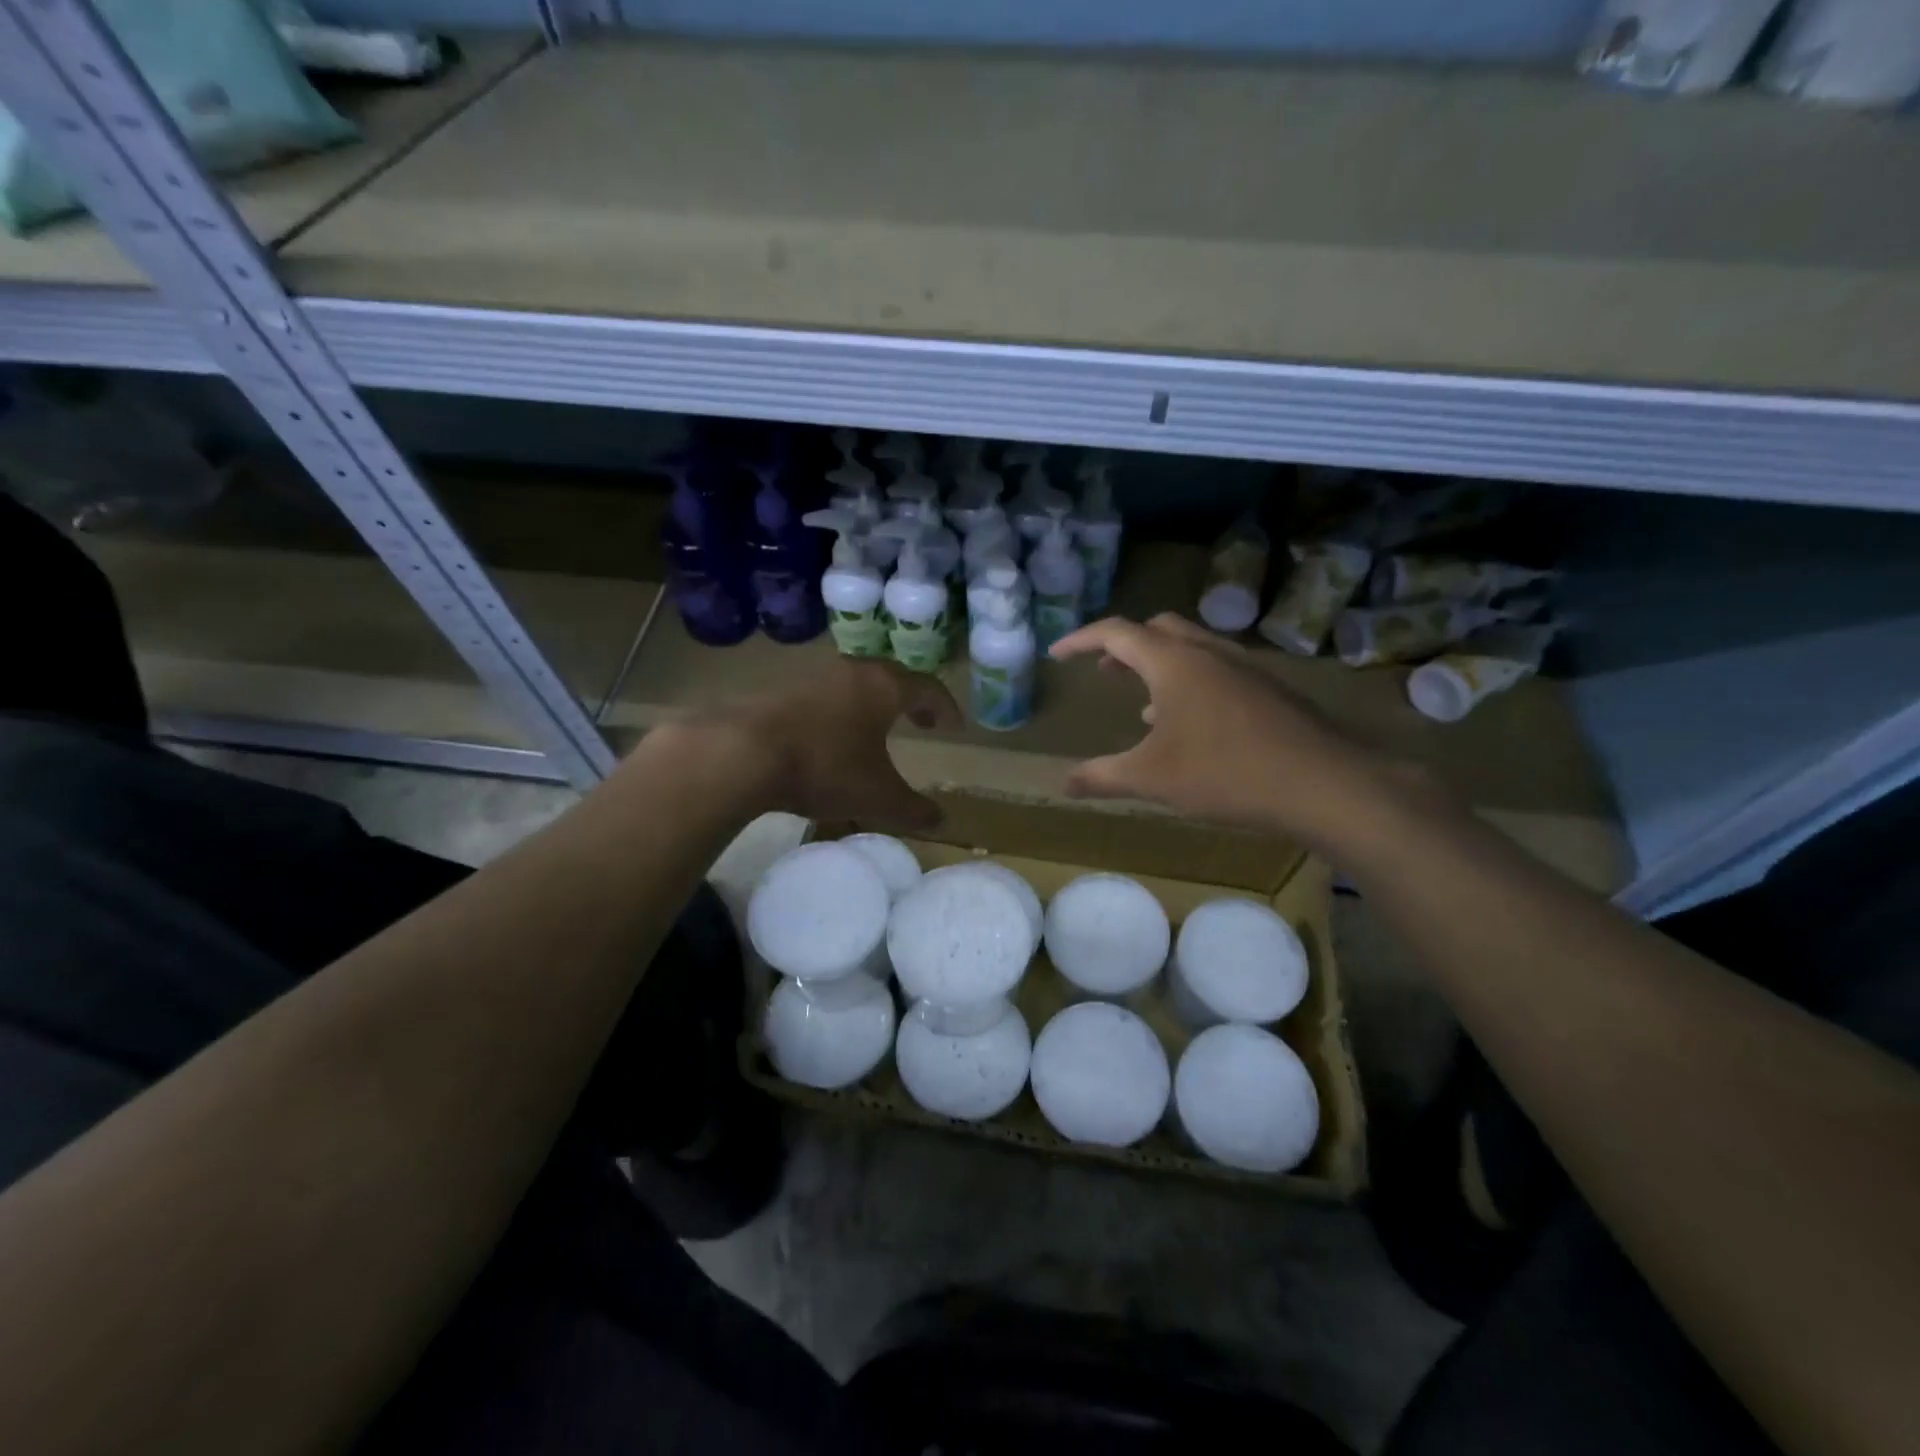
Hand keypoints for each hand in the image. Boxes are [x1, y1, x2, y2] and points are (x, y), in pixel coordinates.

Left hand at [721, 658, 960, 830]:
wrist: (742, 751)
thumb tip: (940, 821)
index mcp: (884, 687)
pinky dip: (838, 710)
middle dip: (909, 700)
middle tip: (920, 721)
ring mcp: (813, 676)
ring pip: (854, 684)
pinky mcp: (779, 687)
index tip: (952, 726)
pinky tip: (828, 736)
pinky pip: (823, 695)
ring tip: (874, 729)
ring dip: (870, 703)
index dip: (944, 707)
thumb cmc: (825, 767)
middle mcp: (852, 671)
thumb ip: (913, 809)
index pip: (927, 688)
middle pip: (891, 678)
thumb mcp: (877, 797)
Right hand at [1049, 613, 1426, 845]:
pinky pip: (1218, 669)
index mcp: (1173, 661)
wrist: (1324, 783)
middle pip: (1156, 629)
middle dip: (1124, 645)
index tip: (1057, 654)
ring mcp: (1245, 666)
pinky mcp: (1270, 688)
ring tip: (1142, 702)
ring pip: (1191, 647)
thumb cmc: (1225, 772)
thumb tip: (1063, 783)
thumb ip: (1101, 777)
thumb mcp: (1151, 778)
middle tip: (1104, 670)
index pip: (1115, 632)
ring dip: (1160, 664)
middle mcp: (1208, 651)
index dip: (1080, 639)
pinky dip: (1191, 682)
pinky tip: (1192, 725)